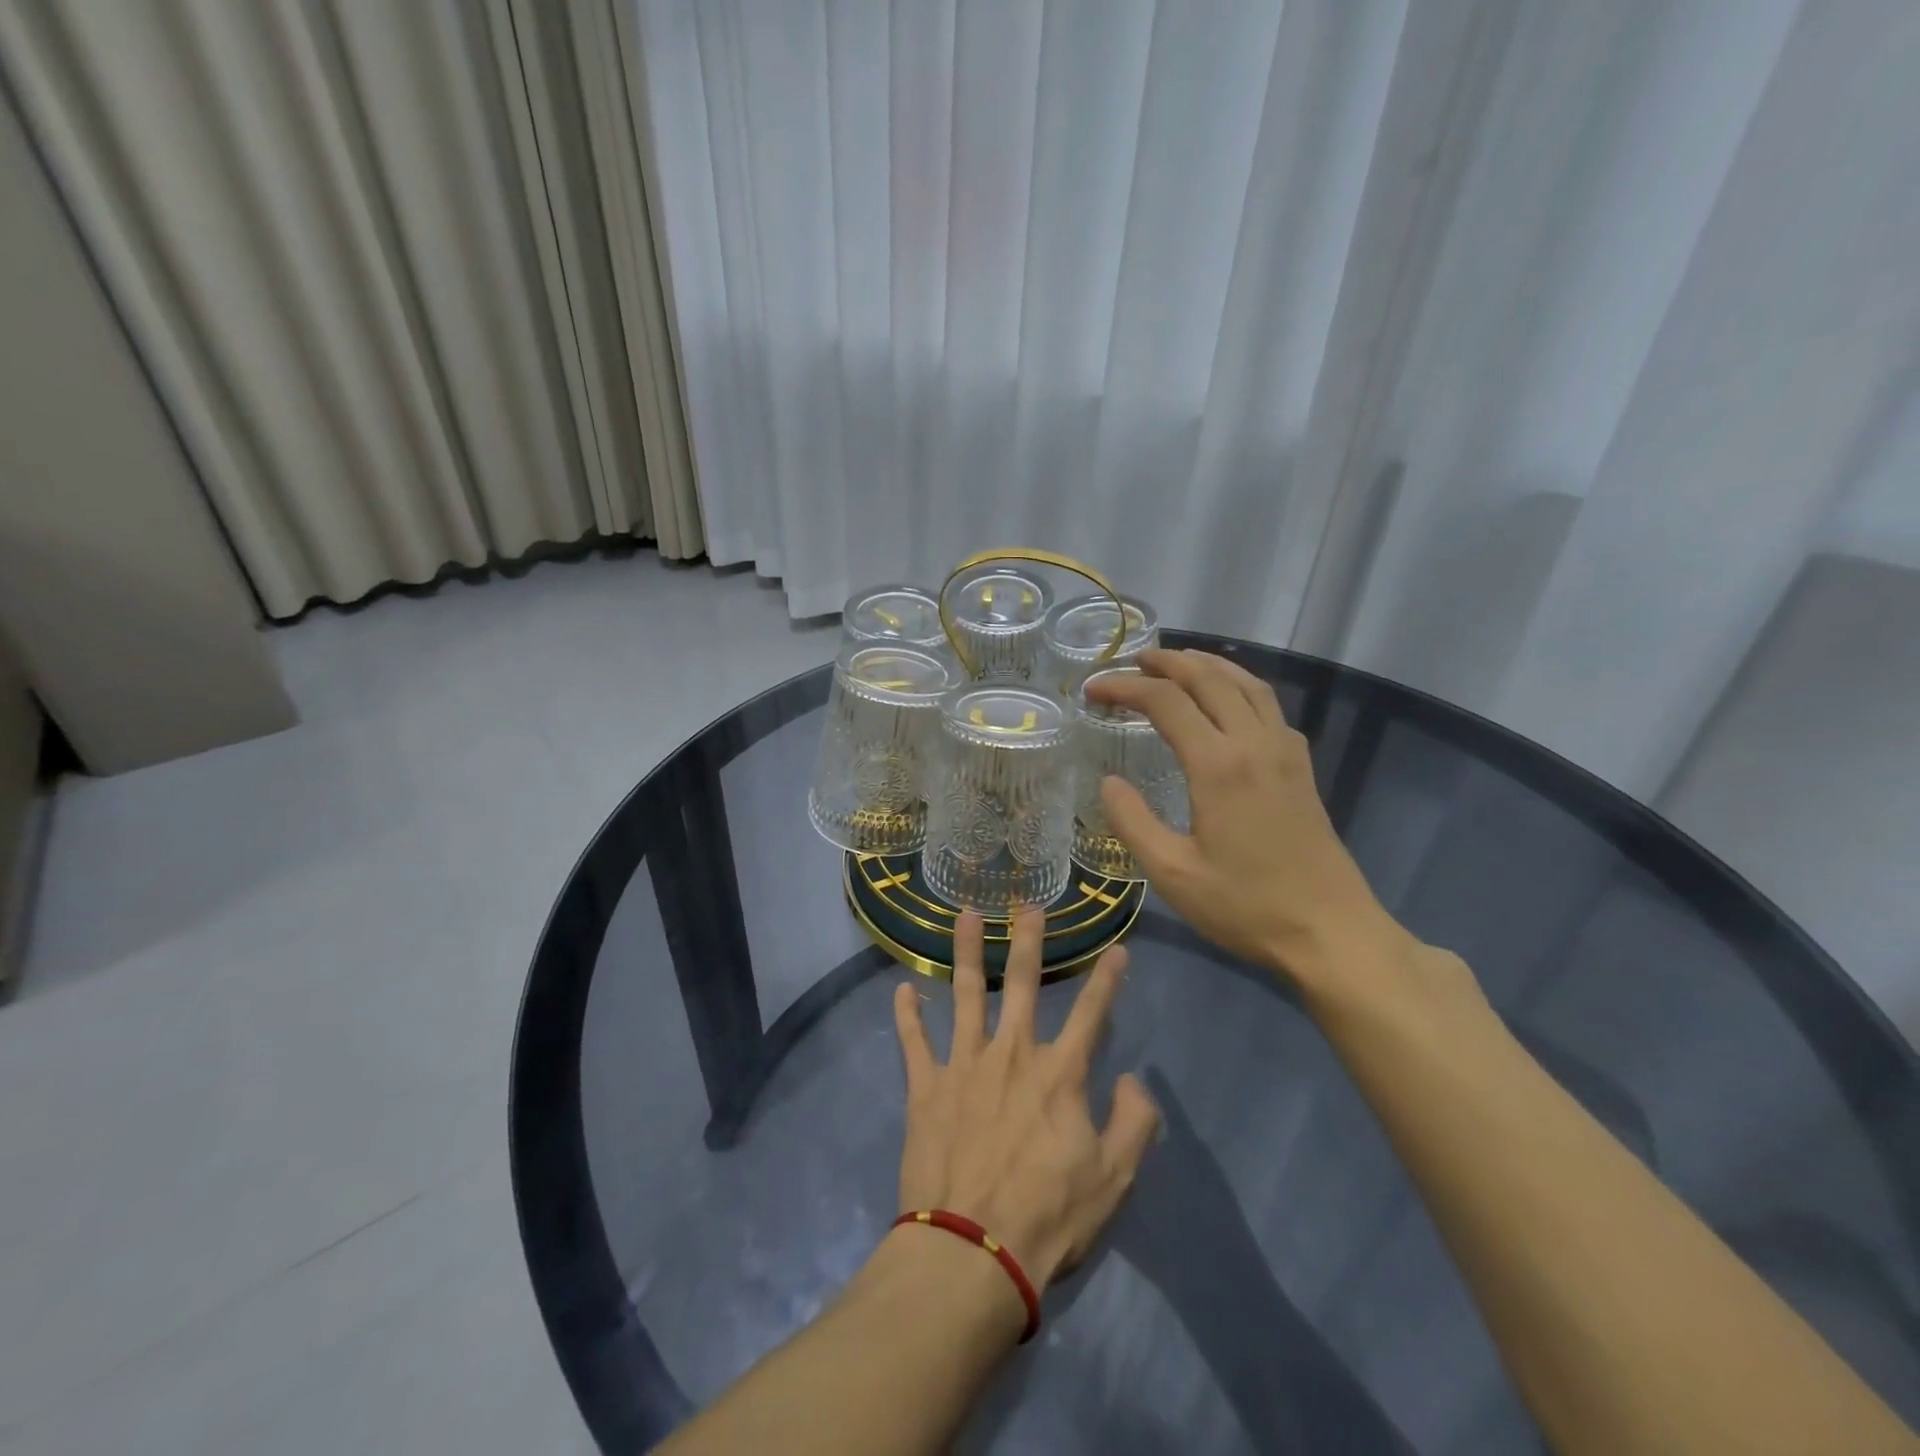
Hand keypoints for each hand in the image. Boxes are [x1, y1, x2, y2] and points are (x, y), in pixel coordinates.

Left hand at [891, 910, 1158, 1288]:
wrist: (971, 1252)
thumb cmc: (1048, 1218)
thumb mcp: (1113, 1180)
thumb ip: (1134, 1124)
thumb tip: (1133, 1079)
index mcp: (1059, 1074)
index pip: (1093, 1015)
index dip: (1109, 980)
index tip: (1118, 948)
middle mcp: (1012, 1054)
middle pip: (1024, 984)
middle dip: (1028, 940)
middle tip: (1028, 904)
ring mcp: (964, 1065)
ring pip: (966, 995)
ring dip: (967, 952)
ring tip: (965, 915)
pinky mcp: (926, 1087)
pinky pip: (914, 1042)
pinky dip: (907, 1015)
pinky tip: (902, 989)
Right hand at [1086, 648, 1407, 990]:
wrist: (1330, 933)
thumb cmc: (1246, 907)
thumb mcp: (1172, 874)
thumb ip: (1133, 822)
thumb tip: (1109, 783)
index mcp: (1219, 765)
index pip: (1166, 702)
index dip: (1125, 687)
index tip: (1094, 689)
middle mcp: (1255, 744)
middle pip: (1210, 678)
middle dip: (1167, 662)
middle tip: (1133, 661)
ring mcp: (1285, 752)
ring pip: (1246, 684)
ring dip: (1208, 665)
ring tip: (1177, 664)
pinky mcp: (1301, 767)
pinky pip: (1268, 705)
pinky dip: (1239, 687)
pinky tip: (1227, 703)